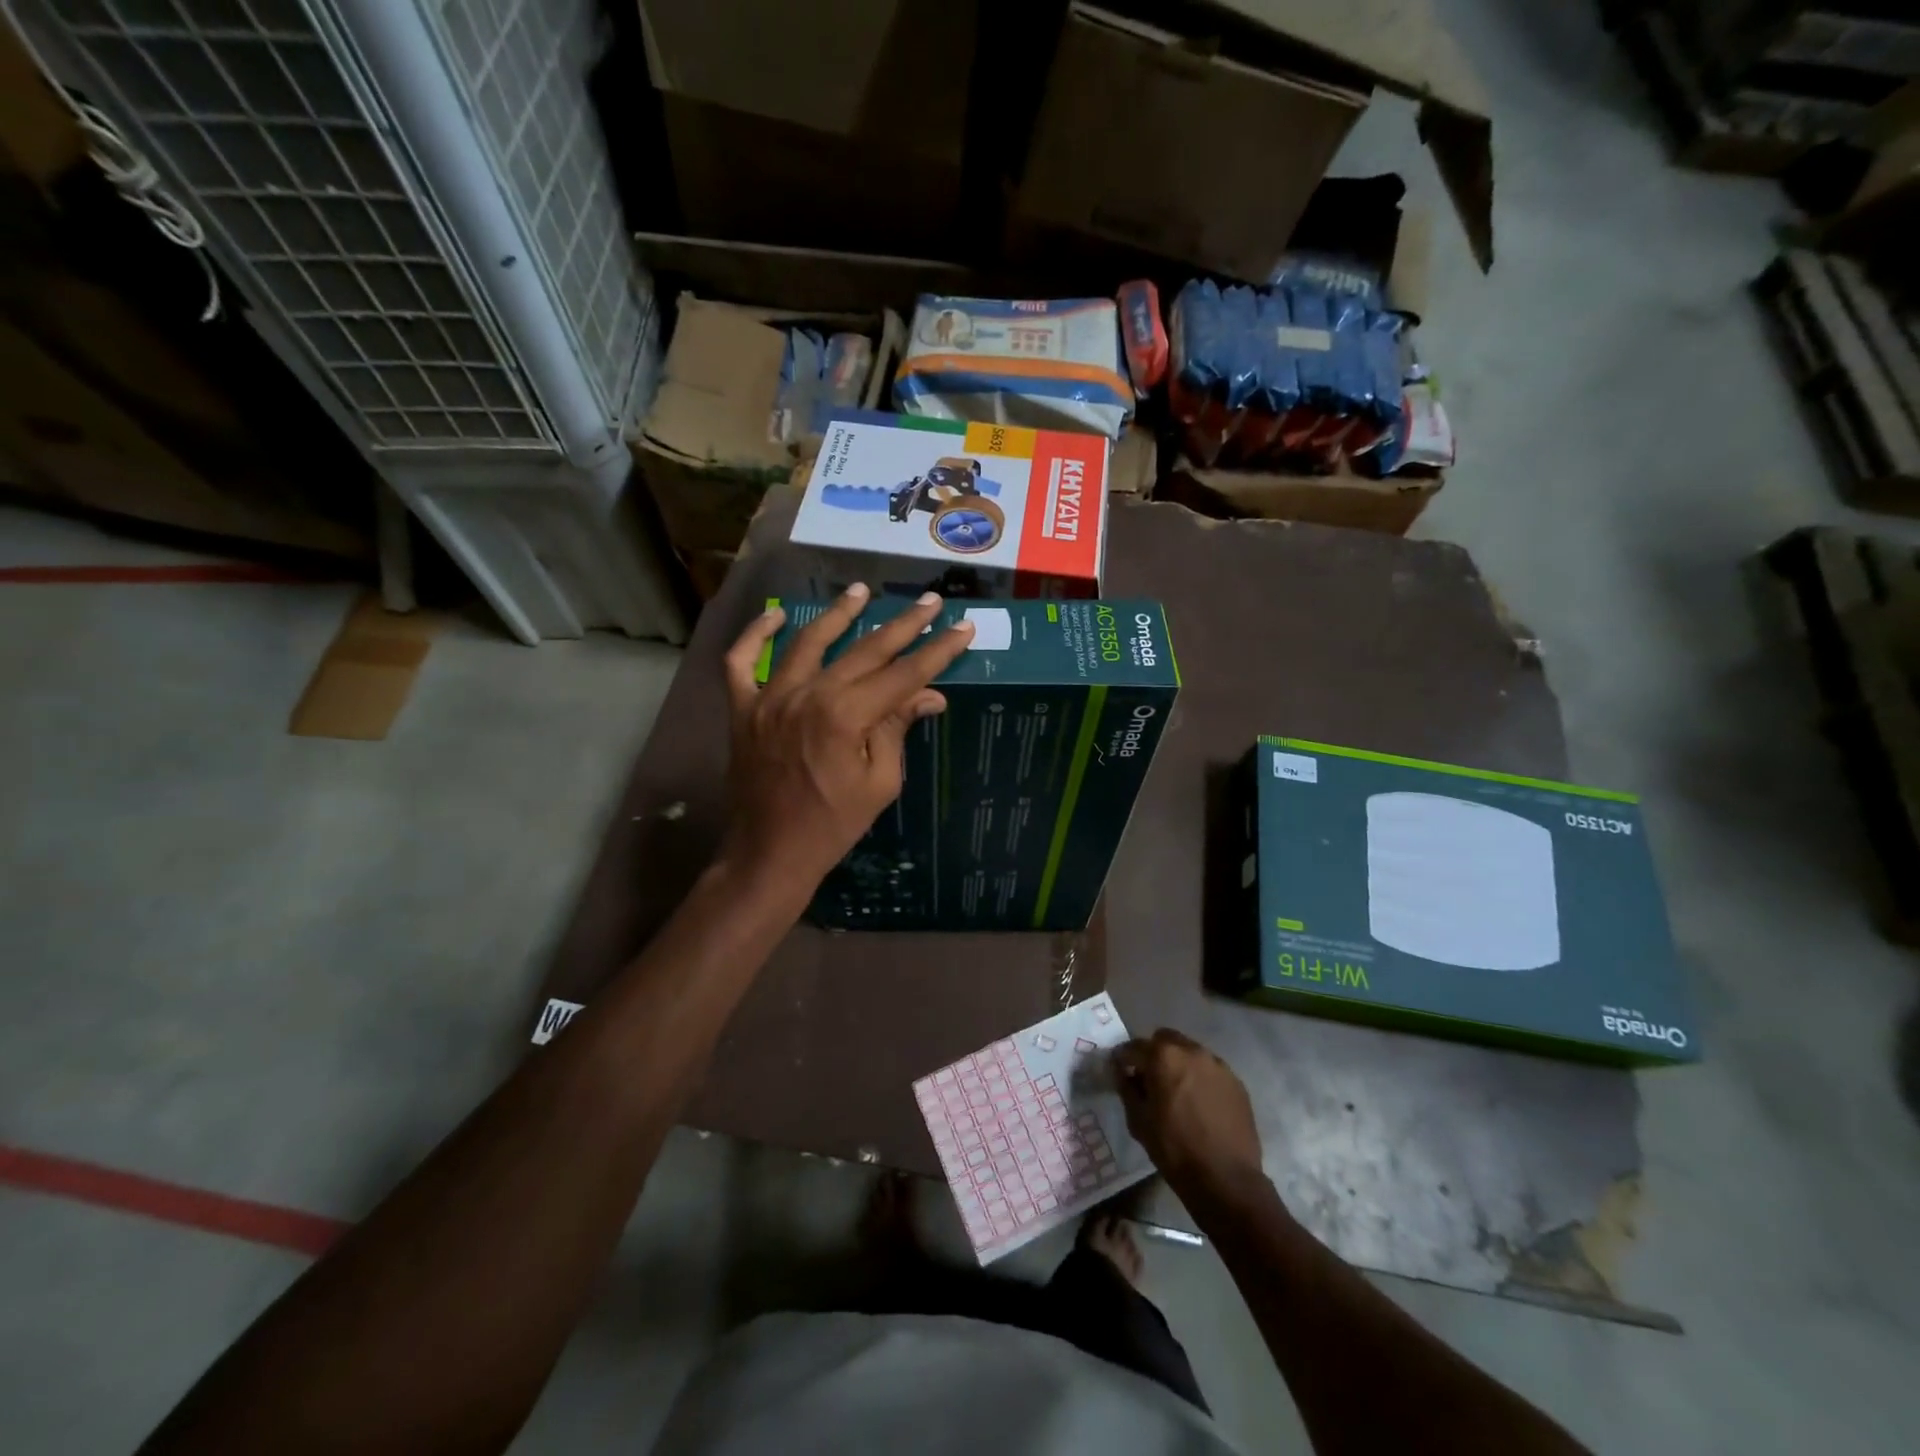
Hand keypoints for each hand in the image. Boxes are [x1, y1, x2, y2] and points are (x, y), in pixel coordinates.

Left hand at [720, 584, 973, 898]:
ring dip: (838, 614)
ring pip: (807, 641)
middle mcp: (808, 694)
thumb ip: (897, 730)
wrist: (770, 853)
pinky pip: (741, 662)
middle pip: (864, 650)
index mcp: (845, 716)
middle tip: (930, 601)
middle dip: (902, 625)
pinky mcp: (743, 708)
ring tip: (862, 590)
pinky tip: (777, 616)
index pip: (902, 675)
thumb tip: (930, 696)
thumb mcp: (879, 783)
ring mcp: (769, 697)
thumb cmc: (833, 825)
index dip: (936, 651)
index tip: (962, 628)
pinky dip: (755, 635)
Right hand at [1115, 1029, 1266, 1205]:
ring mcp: (1218, 1065)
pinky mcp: (1236, 1082)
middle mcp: (1192, 1051)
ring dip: (1179, 1064)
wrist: (1227, 1180)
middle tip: (1150, 1079)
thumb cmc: (1175, 1150)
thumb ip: (1127, 1088)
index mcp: (1164, 1056)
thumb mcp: (1138, 1121)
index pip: (1133, 1047)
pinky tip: (1200, 1104)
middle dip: (1153, 1054)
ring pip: (1190, 1053)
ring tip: (1178, 1092)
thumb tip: (1123, 1073)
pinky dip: (1200, 1079)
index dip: (1123, 1059)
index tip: (1119, 1071)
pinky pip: (1210, 1070)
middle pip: (1165, 1040)